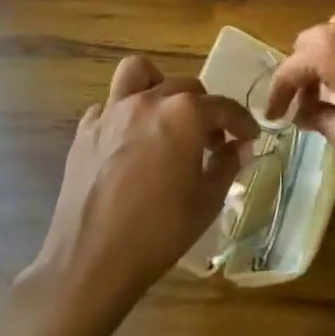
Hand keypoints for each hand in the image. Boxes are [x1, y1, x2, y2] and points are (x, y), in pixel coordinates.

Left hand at [22, 56, 257, 317]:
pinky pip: (108, 107)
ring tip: (165, 116)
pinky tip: (130, 143)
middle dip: (205, 109)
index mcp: (184, 115)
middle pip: (185, 87)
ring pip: (138, 74)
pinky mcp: (84, 131)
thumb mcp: (207, 202)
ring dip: (158, 86)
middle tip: (211, 141)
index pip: (223, 107)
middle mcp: (148, 101)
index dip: (242, 122)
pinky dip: (124, 115)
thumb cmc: (159, 232)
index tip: (250, 137)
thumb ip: (227, 165)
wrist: (91, 261)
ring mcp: (111, 112)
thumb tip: (240, 147)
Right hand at [265, 15, 334, 192]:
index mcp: (331, 50)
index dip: (277, 93)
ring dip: (330, 56)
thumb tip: (303, 112)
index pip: (290, 67)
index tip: (273, 115)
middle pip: (313, 40)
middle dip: (302, 69)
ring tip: (333, 89)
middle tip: (303, 101)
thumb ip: (317, 117)